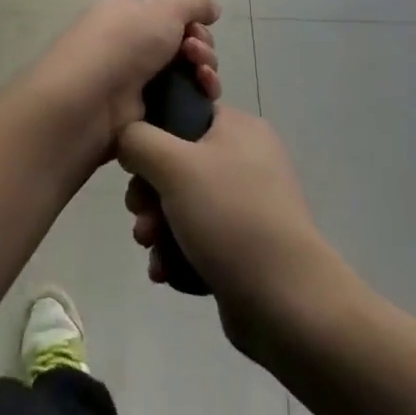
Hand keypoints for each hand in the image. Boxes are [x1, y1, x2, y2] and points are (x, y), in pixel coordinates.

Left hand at [20, 0, 221, 163]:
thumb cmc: (123, 43)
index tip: (200, 28)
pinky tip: (203, 98)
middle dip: (201, 48)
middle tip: (197, 55)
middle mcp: (129, 45)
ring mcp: (135, 82)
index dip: (191, 21)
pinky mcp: (143, 115)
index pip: (169, 15)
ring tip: (202, 77)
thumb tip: (213, 7)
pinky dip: (197, 98)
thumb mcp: (162, 8)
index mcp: (126, 14)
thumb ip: (193, 1)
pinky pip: (179, 103)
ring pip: (185, 75)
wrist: (88, 102)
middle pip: (182, 45)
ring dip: (203, 73)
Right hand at [118, 106, 344, 362]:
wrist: (287, 302)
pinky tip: (166, 271)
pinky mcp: (244, 245)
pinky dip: (178, 252)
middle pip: (177, 163)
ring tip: (152, 248)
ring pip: (182, 204)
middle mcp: (246, 159)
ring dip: (158, 227)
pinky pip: (198, 237)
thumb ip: (138, 138)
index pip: (184, 112)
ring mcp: (247, 205)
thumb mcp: (174, 164)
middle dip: (149, 194)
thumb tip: (128, 138)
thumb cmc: (230, 217)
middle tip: (141, 216)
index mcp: (239, 128)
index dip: (152, 135)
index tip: (135, 165)